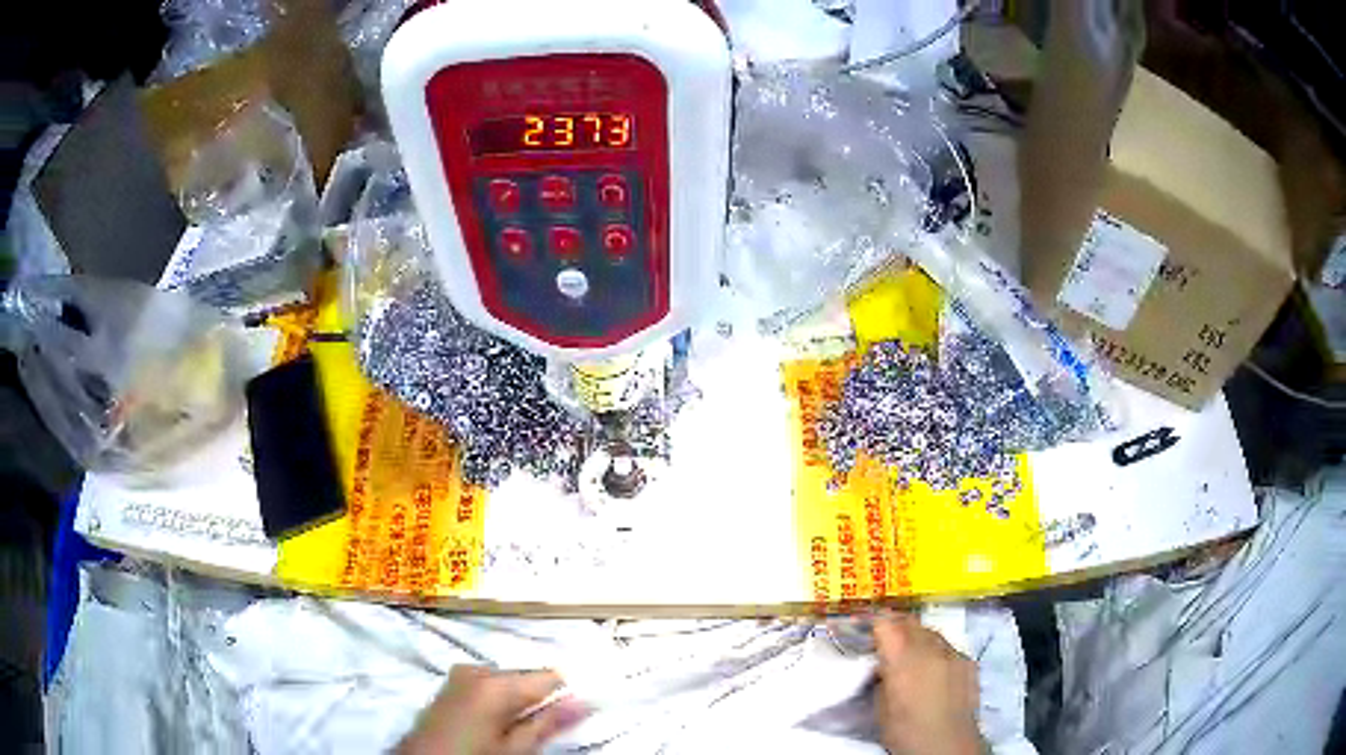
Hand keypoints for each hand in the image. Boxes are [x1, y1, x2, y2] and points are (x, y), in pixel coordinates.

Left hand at [398, 666, 587, 754]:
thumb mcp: (517, 749)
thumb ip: (550, 723)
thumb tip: (586, 701)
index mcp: (497, 684)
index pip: (550, 676)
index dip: (568, 692)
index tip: (580, 708)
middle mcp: (478, 669)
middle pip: (526, 677)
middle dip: (539, 698)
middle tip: (543, 726)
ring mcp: (461, 673)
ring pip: (507, 681)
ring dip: (519, 700)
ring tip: (517, 728)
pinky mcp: (451, 682)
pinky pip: (487, 683)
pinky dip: (498, 698)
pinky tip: (496, 721)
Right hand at [872, 614, 982, 754]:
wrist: (947, 744)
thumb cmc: (905, 731)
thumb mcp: (881, 707)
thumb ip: (882, 678)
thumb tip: (884, 666)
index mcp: (902, 658)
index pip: (885, 623)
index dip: (875, 626)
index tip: (869, 635)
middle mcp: (930, 648)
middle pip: (910, 622)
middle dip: (897, 627)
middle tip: (888, 643)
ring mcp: (953, 653)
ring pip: (932, 632)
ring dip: (919, 639)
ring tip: (913, 659)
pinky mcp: (969, 662)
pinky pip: (949, 648)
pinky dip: (938, 653)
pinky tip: (935, 673)